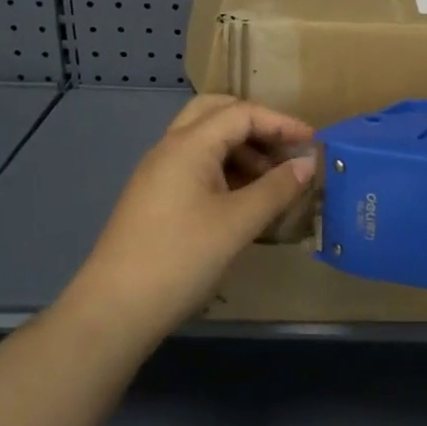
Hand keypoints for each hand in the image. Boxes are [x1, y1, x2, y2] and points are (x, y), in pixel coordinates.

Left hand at [67, 96, 315, 347]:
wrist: (113, 312)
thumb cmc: (180, 258)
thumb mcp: (238, 223)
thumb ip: (276, 189)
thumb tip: (309, 164)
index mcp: (189, 144)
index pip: (242, 113)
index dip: (281, 123)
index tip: (313, 143)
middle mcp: (170, 148)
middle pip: (217, 113)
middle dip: (256, 125)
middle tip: (285, 149)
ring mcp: (158, 173)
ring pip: (205, 140)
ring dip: (242, 150)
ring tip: (273, 181)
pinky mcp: (155, 198)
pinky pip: (196, 166)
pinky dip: (225, 170)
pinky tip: (244, 200)